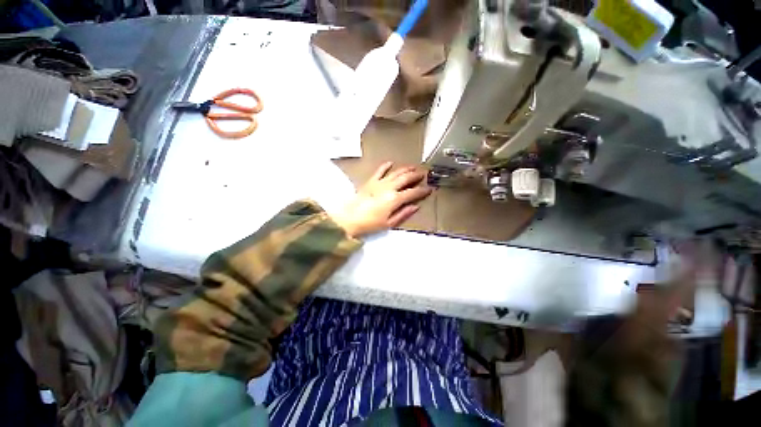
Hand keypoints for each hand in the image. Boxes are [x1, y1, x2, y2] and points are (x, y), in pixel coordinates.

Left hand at [331, 162, 432, 237]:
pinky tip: (390, 163)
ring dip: (405, 169)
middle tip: (423, 173)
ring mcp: (379, 183)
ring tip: (413, 166)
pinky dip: (385, 166)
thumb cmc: (370, 223)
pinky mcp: (370, 181)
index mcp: (395, 199)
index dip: (422, 190)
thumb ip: (403, 214)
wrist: (349, 218)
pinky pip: (379, 171)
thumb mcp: (389, 223)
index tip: (429, 189)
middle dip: (416, 175)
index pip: (413, 192)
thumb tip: (415, 207)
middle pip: (406, 178)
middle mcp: (389, 188)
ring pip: (395, 172)